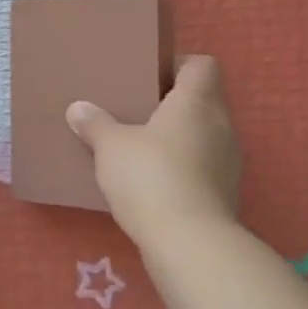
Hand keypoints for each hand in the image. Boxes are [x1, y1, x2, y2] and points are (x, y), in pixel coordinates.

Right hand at [65, 55, 242, 244]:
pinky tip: (156, 181)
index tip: (152, 75)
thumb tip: (78, 108)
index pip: (203, 65)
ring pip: (206, 135)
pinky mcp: (226, 194)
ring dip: (181, 138)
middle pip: (204, 100)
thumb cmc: (150, 176)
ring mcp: (229, 162)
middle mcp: (221, 125)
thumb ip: (96, 124)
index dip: (180, 65)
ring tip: (145, 147)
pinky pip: (205, 167)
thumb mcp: (111, 147)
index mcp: (197, 102)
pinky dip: (185, 168)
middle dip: (174, 103)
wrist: (188, 243)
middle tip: (139, 110)